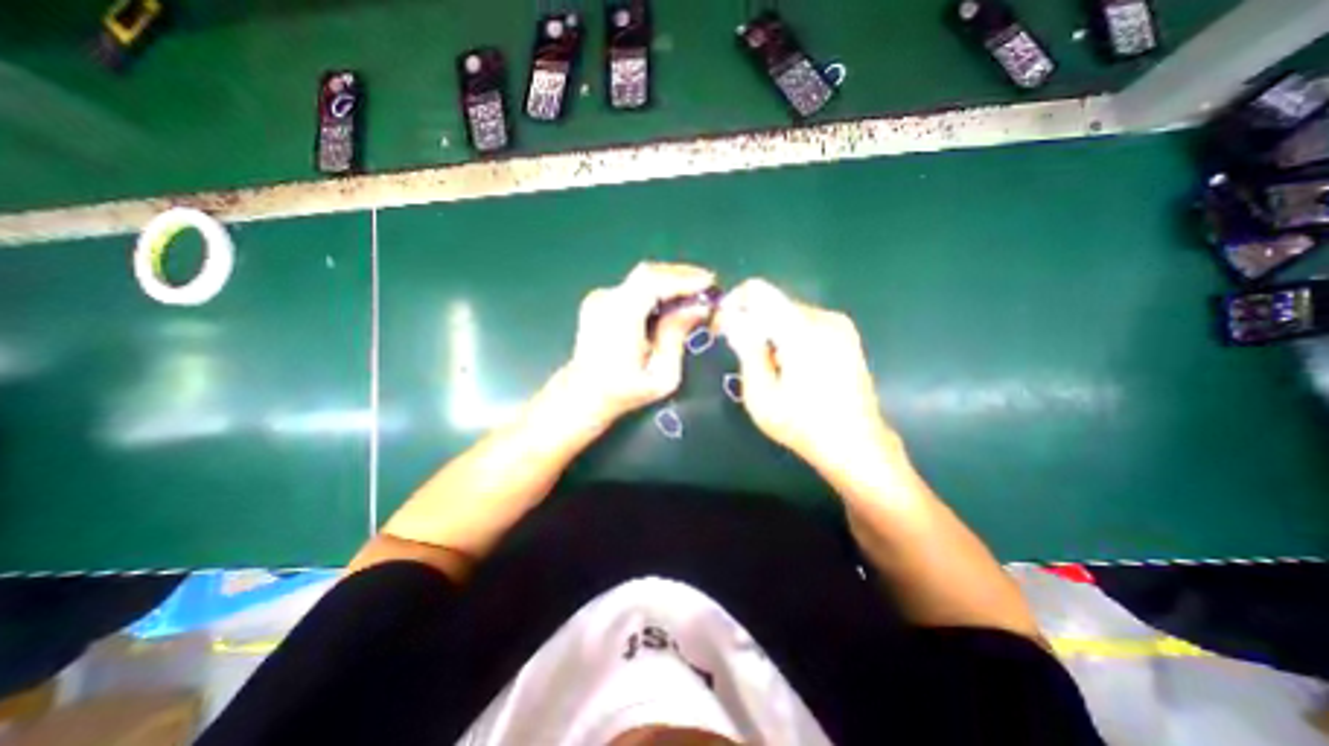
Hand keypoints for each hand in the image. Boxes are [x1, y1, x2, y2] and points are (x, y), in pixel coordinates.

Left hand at [557, 260, 716, 426]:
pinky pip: (634, 287)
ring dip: (670, 282)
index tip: (710, 282)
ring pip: (641, 278)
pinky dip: (656, 289)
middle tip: (707, 286)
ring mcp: (599, 298)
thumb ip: (677, 337)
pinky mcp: (599, 300)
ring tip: (694, 294)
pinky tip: (671, 301)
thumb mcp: (661, 375)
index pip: (651, 282)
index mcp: (618, 320)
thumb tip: (698, 307)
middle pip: (647, 274)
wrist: (584, 394)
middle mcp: (605, 301)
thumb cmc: (625, 391)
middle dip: (680, 276)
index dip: (682, 278)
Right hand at [717, 279, 892, 477]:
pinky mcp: (845, 334)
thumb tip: (731, 318)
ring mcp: (839, 324)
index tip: (722, 327)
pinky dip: (787, 336)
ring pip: (787, 312)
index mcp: (802, 331)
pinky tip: (790, 366)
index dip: (733, 302)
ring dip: (769, 332)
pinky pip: (804, 322)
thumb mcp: (761, 395)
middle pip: (772, 302)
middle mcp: (823, 318)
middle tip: (740, 354)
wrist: (856, 444)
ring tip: (768, 366)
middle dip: (751, 322)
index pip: (758, 291)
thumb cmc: (803, 425)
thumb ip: (746, 350)